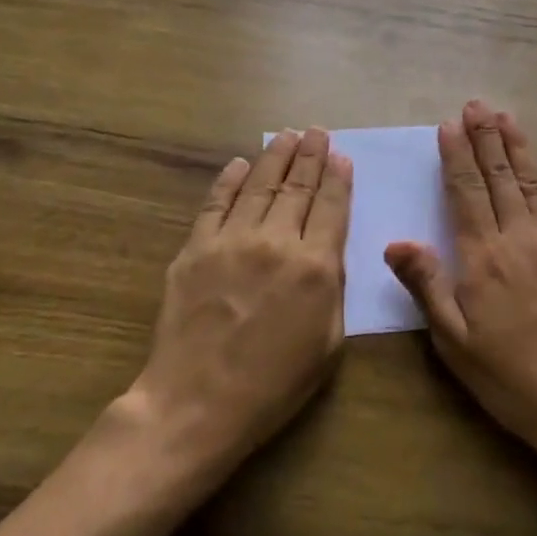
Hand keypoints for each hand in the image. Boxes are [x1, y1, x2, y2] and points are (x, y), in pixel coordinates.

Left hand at [130, 127, 350, 470]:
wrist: (197, 403)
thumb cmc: (273, 384)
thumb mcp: (328, 343)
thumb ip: (333, 288)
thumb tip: (328, 249)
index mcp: (315, 267)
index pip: (332, 207)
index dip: (338, 178)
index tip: (341, 156)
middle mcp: (276, 242)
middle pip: (297, 187)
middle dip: (310, 156)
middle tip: (317, 132)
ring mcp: (231, 240)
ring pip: (258, 186)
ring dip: (275, 157)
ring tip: (287, 136)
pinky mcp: (195, 248)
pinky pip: (215, 203)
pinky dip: (229, 180)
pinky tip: (240, 164)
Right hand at [384, 99, 536, 475]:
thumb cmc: (511, 378)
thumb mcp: (454, 343)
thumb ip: (426, 286)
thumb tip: (396, 241)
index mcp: (482, 257)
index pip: (464, 192)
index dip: (455, 155)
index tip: (449, 124)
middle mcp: (519, 238)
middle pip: (499, 178)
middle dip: (485, 138)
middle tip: (477, 105)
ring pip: (534, 184)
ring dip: (518, 148)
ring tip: (506, 117)